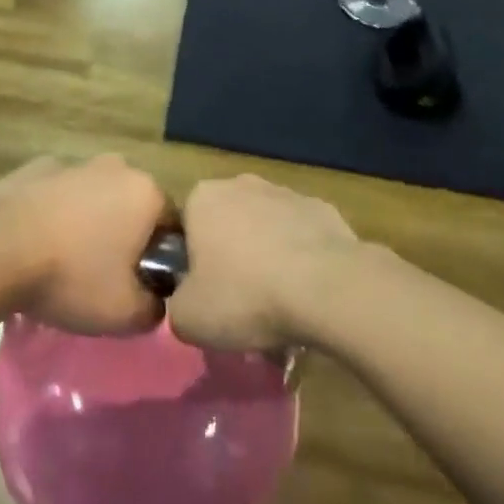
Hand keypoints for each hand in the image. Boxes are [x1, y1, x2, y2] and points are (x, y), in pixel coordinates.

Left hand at [0, 156, 169, 334]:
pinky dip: (55, 212)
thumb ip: (155, 308)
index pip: (172, 225)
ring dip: (89, 221)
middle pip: (133, 205)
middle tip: (105, 274)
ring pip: (94, 196)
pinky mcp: (35, 167)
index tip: (143, 284)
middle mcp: (115, 167)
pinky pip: (58, 193)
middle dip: (126, 235)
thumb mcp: (125, 314)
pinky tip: (37, 241)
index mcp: (146, 193)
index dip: (162, 257)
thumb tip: (154, 300)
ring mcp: (73, 162)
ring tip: (66, 261)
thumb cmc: (71, 277)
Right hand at [167, 175, 359, 351]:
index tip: (204, 295)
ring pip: (265, 229)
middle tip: (240, 302)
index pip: (185, 228)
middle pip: (226, 225)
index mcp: (202, 198)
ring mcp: (285, 193)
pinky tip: (309, 292)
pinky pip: (301, 237)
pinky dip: (302, 259)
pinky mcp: (323, 209)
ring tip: (279, 304)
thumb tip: (187, 303)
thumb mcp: (188, 318)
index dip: (191, 264)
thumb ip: (175, 306)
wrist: (328, 289)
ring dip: (267, 257)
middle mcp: (241, 184)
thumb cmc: (246, 296)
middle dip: (231, 257)